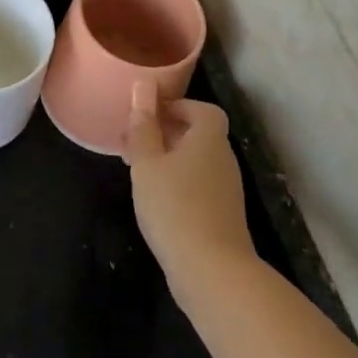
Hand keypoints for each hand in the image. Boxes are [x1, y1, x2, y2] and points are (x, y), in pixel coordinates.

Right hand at [124, 83, 256, 308]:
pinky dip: (176, 183)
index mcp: (209, 138)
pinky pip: (197, 186)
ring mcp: (225, 190)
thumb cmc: (174, 207)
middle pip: (198, 134)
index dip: (177, 106)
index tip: (146, 114)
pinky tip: (154, 200)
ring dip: (168, 159)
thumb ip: (144, 125)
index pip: (203, 109)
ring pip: (195, 162)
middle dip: (165, 133)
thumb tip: (144, 85)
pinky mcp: (221, 216)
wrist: (211, 271)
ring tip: (137, 171)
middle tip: (132, 142)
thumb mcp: (148, 162)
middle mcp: (223, 159)